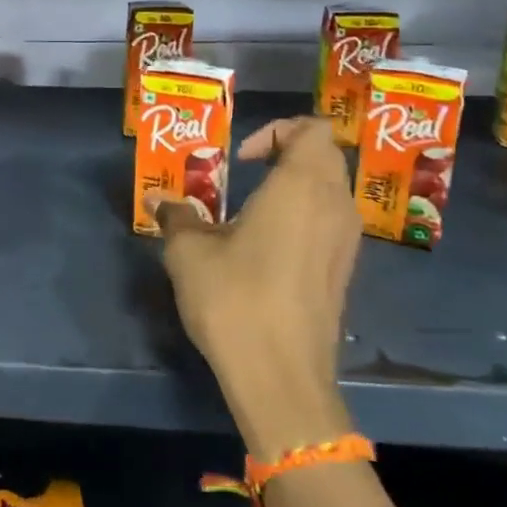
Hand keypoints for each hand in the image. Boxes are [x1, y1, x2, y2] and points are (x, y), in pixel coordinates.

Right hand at [156, 117, 360, 456]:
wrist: (281, 376)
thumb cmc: (234, 298)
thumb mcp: (189, 252)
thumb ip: (177, 216)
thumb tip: (160, 200)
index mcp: (301, 186)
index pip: (312, 130)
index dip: (276, 131)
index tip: (240, 159)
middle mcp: (334, 205)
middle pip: (325, 156)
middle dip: (286, 153)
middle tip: (246, 173)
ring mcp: (346, 242)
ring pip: (330, 190)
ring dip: (296, 187)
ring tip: (253, 210)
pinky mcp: (344, 272)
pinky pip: (330, 223)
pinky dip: (305, 217)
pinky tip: (268, 247)